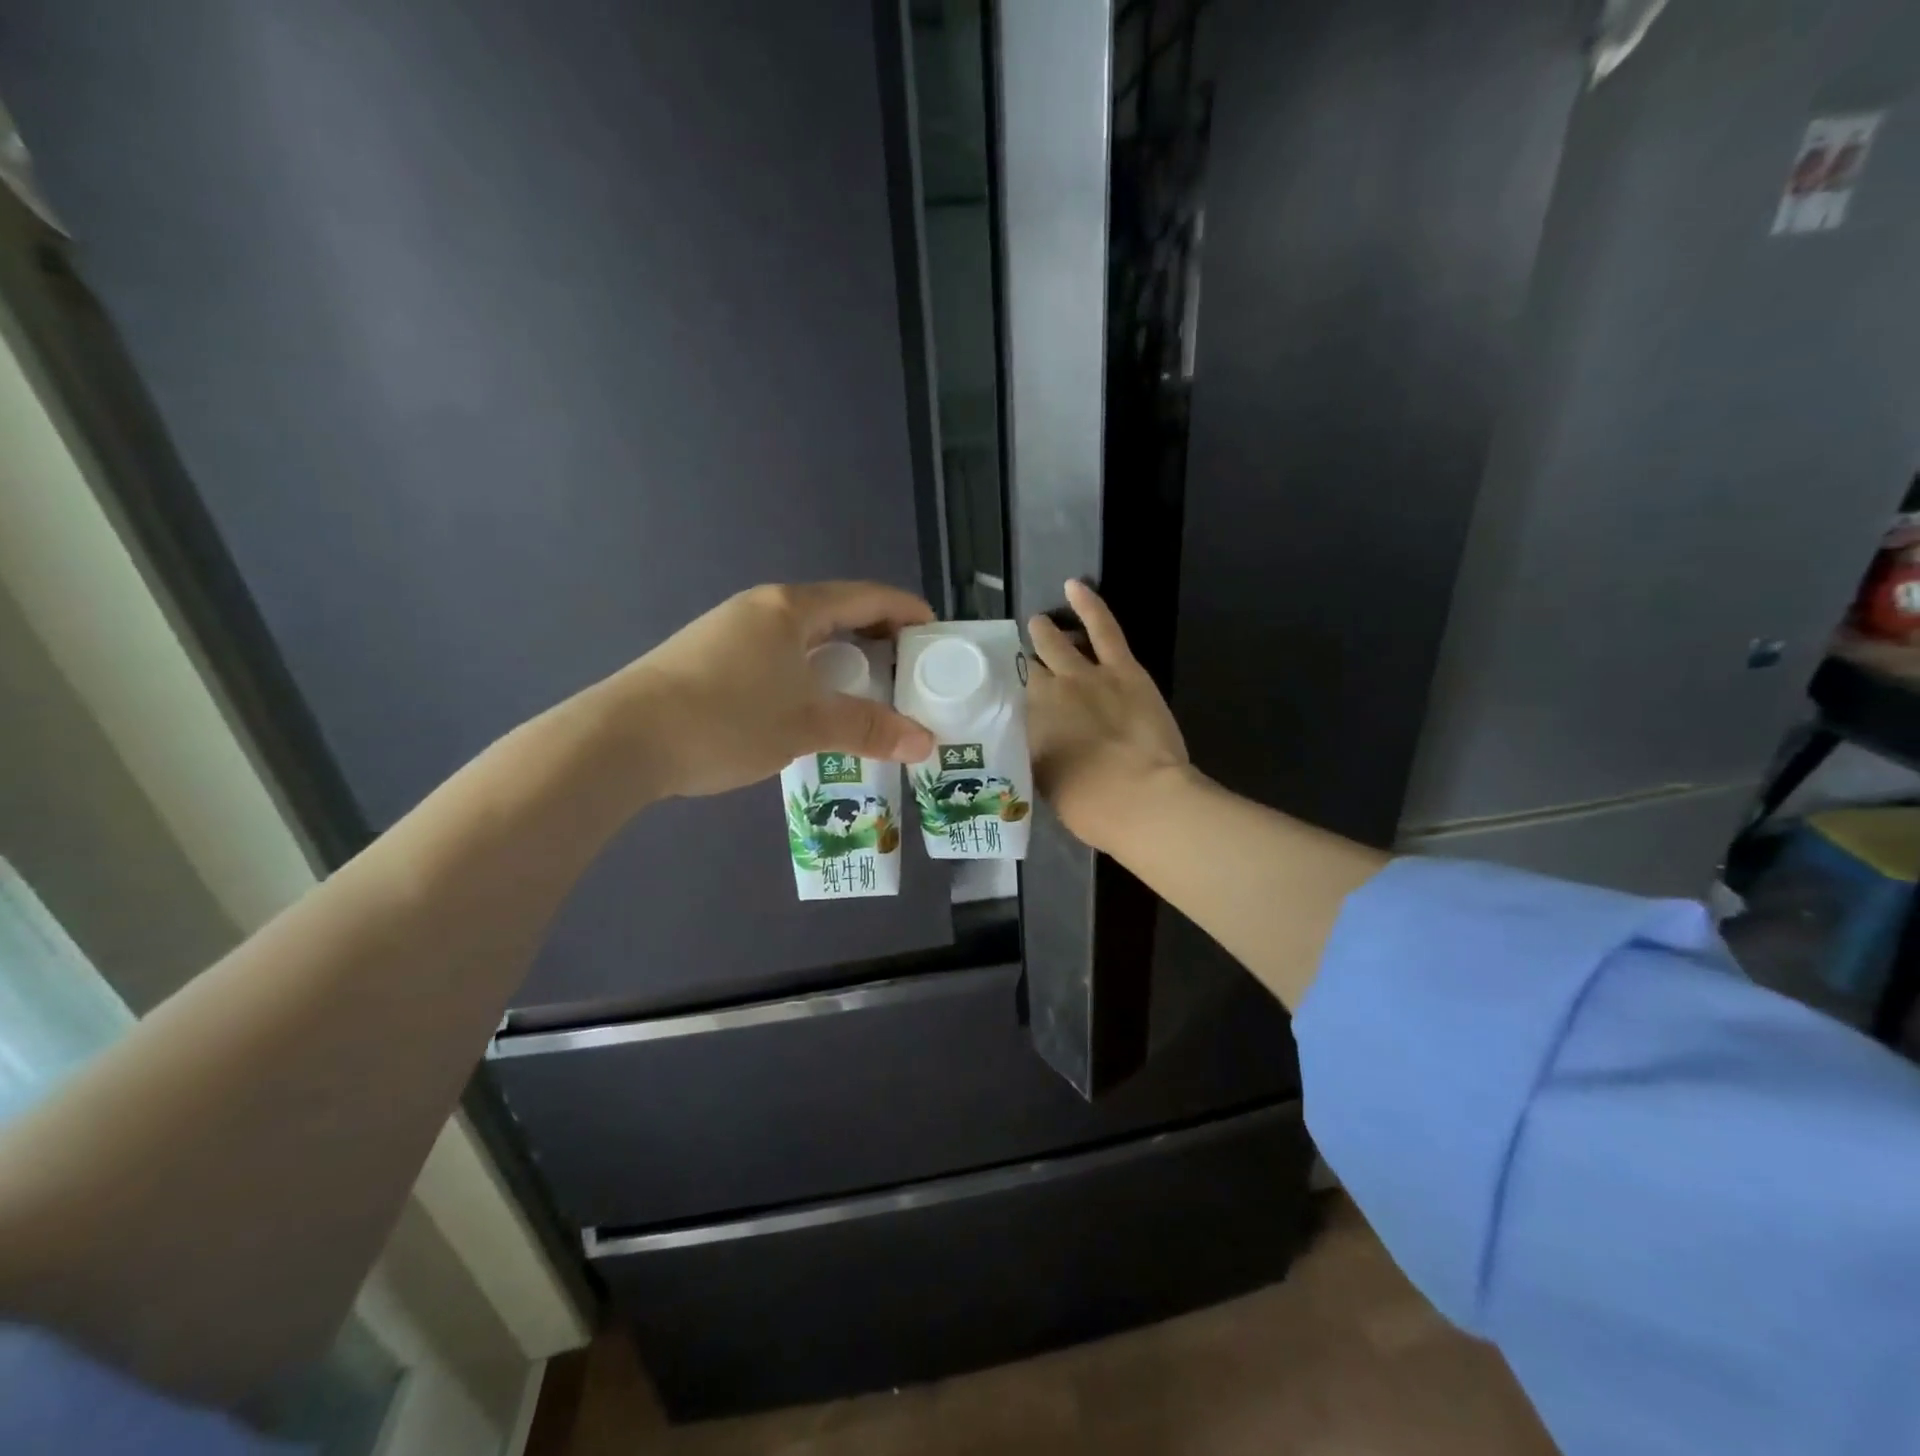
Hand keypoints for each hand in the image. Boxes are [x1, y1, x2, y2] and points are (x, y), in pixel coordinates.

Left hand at [607, 582, 935, 798]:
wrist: (623, 739)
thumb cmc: (726, 719)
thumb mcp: (806, 725)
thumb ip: (868, 729)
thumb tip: (926, 743)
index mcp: (791, 608)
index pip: (865, 596)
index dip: (905, 611)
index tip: (935, 634)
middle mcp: (761, 608)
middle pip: (835, 612)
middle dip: (876, 638)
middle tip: (906, 672)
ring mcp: (730, 631)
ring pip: (803, 637)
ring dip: (840, 659)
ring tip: (865, 693)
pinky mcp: (709, 657)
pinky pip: (777, 655)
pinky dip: (808, 672)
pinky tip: (809, 706)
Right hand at [1027, 580, 1189, 853]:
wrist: (1140, 798)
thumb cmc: (1090, 807)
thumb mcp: (1046, 785)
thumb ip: (1036, 754)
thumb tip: (1033, 740)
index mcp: (1026, 726)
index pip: (1005, 700)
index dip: (1000, 693)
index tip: (994, 691)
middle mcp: (1045, 694)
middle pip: (1025, 670)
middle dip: (1017, 663)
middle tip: (1014, 660)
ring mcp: (1083, 675)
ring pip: (1055, 643)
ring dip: (1043, 632)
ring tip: (1036, 623)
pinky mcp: (1121, 668)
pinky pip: (1102, 627)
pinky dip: (1088, 604)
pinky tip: (1074, 585)